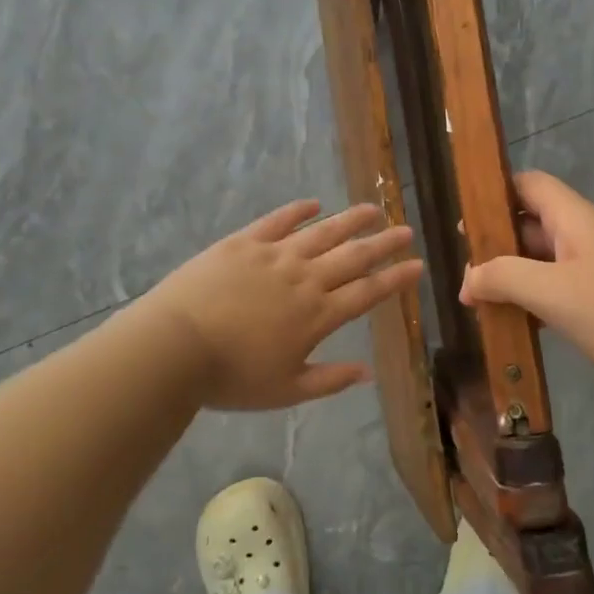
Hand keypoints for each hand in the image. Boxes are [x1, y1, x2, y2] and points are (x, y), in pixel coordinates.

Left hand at [139, 200, 423, 410]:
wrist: (175, 345)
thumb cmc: (232, 376)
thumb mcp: (286, 390)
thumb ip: (330, 380)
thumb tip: (368, 372)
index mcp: (318, 315)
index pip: (368, 292)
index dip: (395, 279)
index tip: (417, 266)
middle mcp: (304, 278)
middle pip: (353, 256)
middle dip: (383, 243)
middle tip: (405, 229)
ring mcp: (274, 256)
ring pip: (322, 232)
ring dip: (350, 220)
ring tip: (372, 208)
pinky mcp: (243, 243)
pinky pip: (277, 221)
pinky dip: (298, 211)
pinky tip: (313, 204)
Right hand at [460, 171, 593, 401]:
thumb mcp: (554, 294)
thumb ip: (505, 278)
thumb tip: (468, 278)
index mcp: (577, 220)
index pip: (530, 184)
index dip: (495, 193)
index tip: (464, 223)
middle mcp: (589, 235)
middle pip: (533, 223)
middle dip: (496, 245)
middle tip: (465, 277)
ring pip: (545, 259)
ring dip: (514, 276)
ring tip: (482, 303)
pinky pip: (562, 287)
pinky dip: (536, 299)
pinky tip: (519, 324)